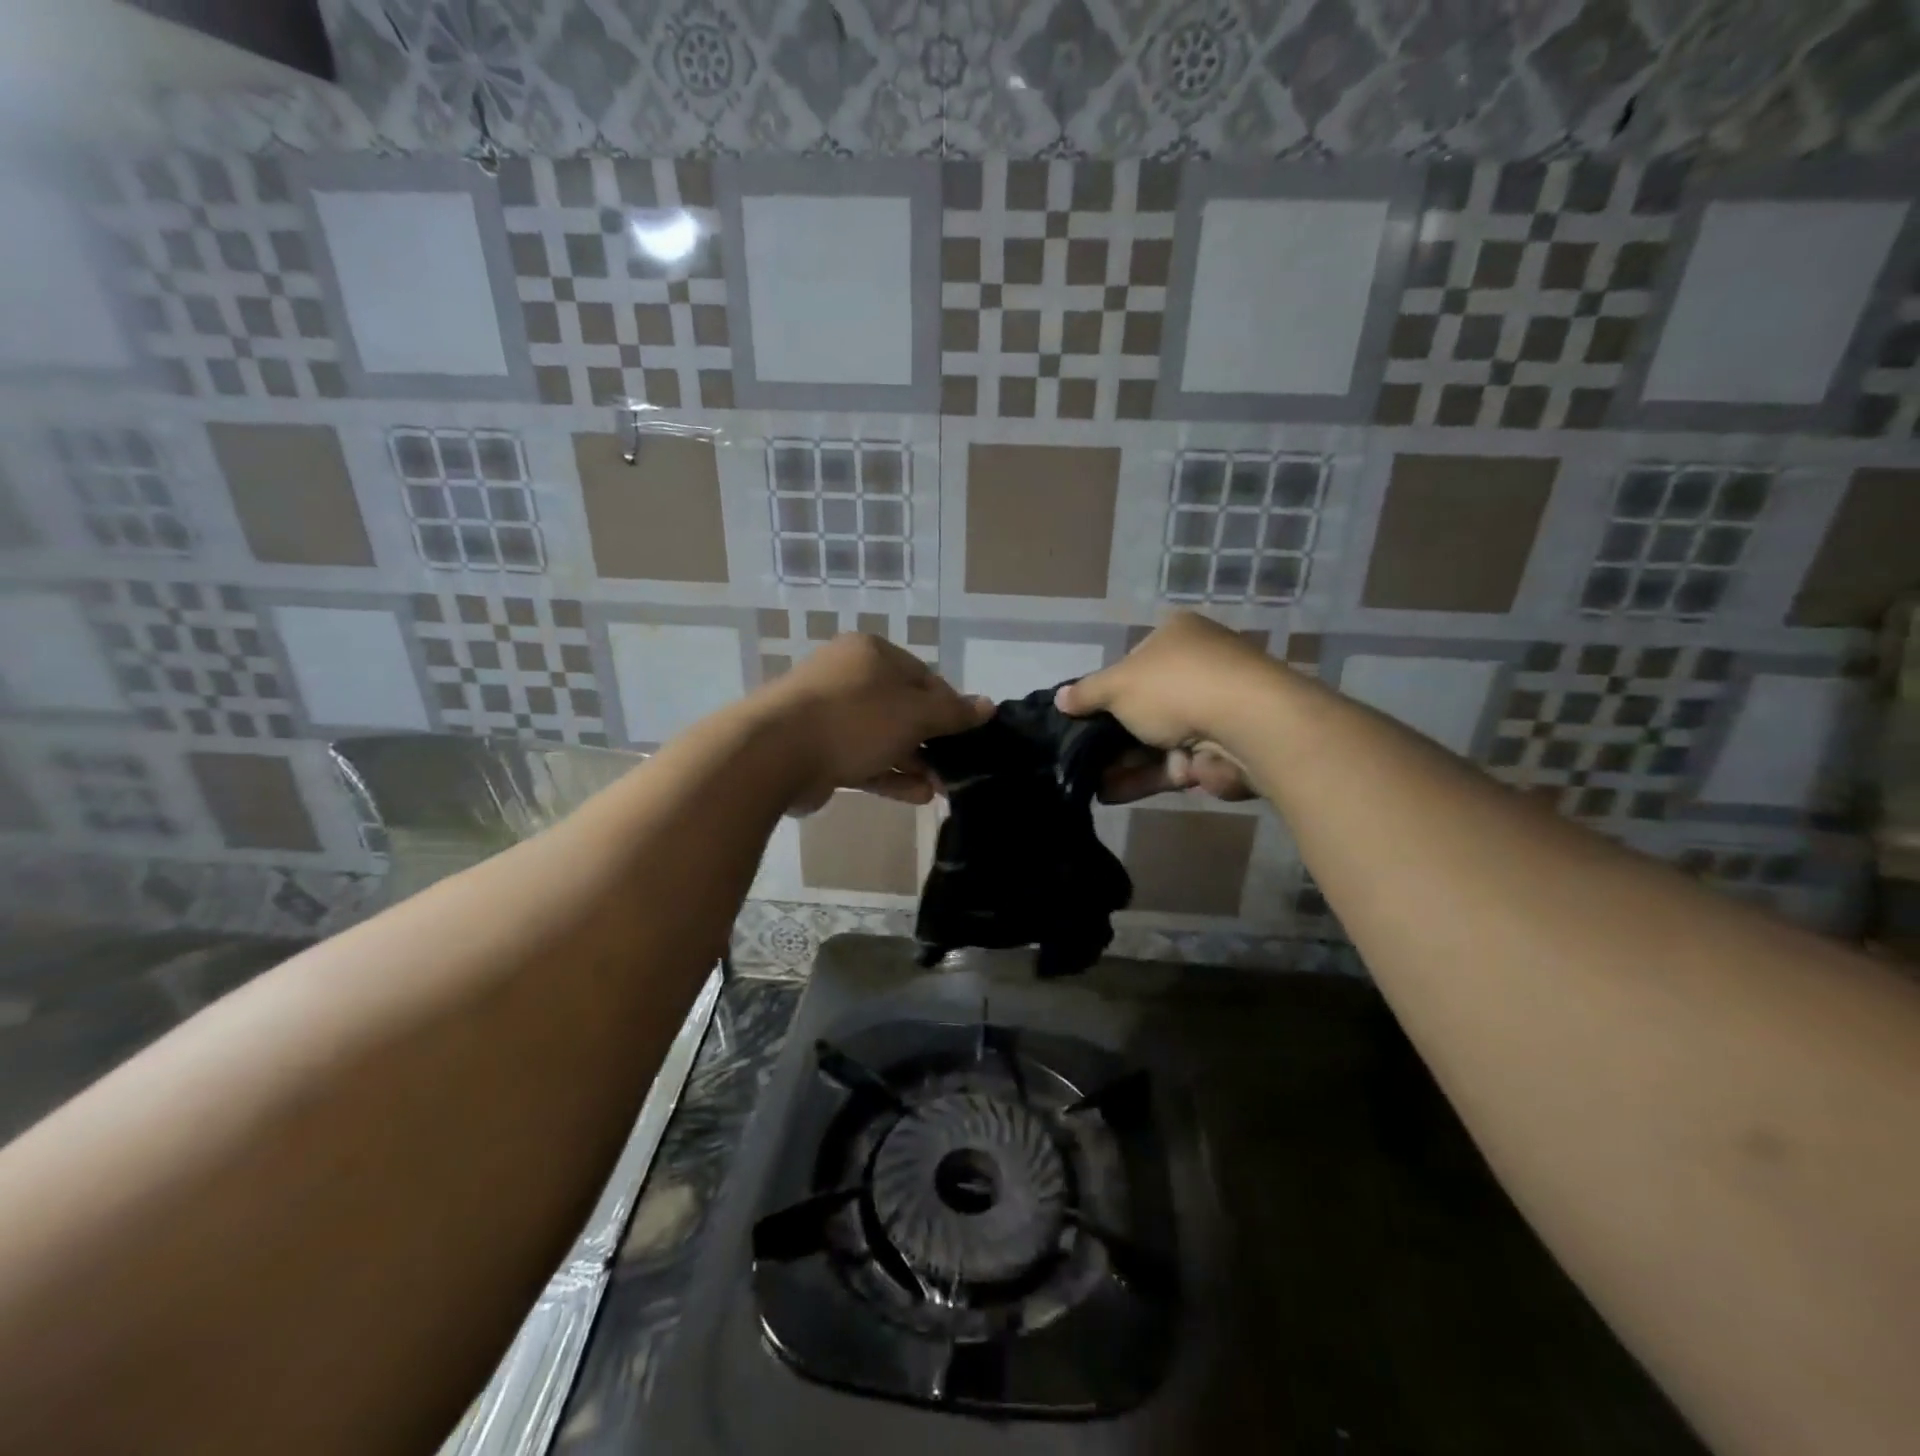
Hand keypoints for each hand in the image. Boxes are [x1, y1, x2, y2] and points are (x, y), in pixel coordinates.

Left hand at [760, 634, 990, 811]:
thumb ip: (953, 713)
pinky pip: (862, 760)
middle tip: (957, 767)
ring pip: (882, 738)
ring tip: (942, 787)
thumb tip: (988, 706)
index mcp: (871, 654)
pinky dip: (889, 776)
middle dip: (932, 740)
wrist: (775, 753)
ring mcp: (830, 715)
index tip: (969, 735)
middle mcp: (849, 678)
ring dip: (913, 762)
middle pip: (902, 708)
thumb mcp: (914, 713)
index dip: (949, 706)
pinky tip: (919, 796)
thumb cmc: (854, 719)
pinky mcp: (818, 750)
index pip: (923, 677)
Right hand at [1056, 612, 1269, 803]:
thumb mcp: (1118, 684)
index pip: (1132, 661)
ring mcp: (1210, 712)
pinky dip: (1141, 777)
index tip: (1081, 713)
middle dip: (1109, 732)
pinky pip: (1169, 764)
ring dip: (1121, 760)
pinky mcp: (1216, 752)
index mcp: (1176, 637)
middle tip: (1077, 752)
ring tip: (1084, 779)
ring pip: (1154, 739)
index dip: (1105, 687)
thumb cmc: (1175, 687)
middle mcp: (1196, 669)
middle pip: (1142, 704)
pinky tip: (1107, 793)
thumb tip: (1059, 699)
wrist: (1246, 726)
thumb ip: (1086, 693)